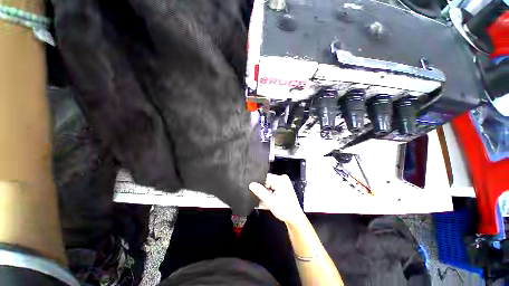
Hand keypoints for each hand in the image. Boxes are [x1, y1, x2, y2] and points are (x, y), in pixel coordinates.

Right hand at [249, 174, 305, 226]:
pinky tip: (270, 201)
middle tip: (263, 200)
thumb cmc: (286, 211)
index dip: (259, 185)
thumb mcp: (270, 201)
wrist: (295, 218)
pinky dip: (270, 194)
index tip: (258, 193)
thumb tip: (251, 184)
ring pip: (268, 185)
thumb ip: (260, 192)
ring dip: (266, 194)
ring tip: (266, 203)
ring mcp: (283, 182)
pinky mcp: (283, 186)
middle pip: (266, 181)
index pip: (264, 177)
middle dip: (263, 191)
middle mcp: (282, 178)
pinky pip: (272, 187)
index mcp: (280, 179)